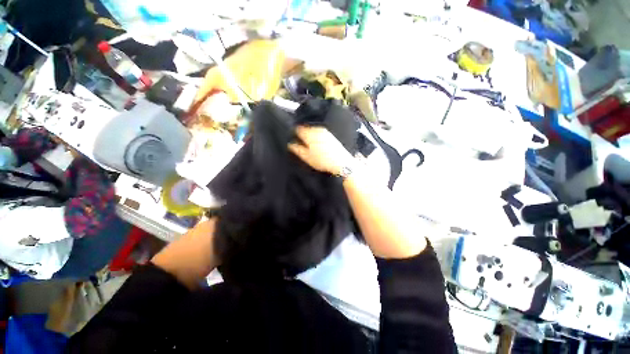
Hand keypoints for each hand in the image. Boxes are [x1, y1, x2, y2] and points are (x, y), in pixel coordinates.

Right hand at [288, 126, 353, 174]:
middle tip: (300, 143)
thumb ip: (297, 149)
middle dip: (302, 134)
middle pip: (306, 128)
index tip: (293, 139)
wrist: (341, 162)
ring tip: (309, 144)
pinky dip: (316, 136)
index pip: (298, 129)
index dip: (294, 133)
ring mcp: (324, 132)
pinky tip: (317, 144)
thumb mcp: (307, 157)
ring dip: (309, 135)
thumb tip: (290, 143)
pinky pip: (319, 132)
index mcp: (309, 134)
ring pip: (313, 130)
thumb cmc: (322, 160)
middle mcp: (316, 130)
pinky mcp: (330, 135)